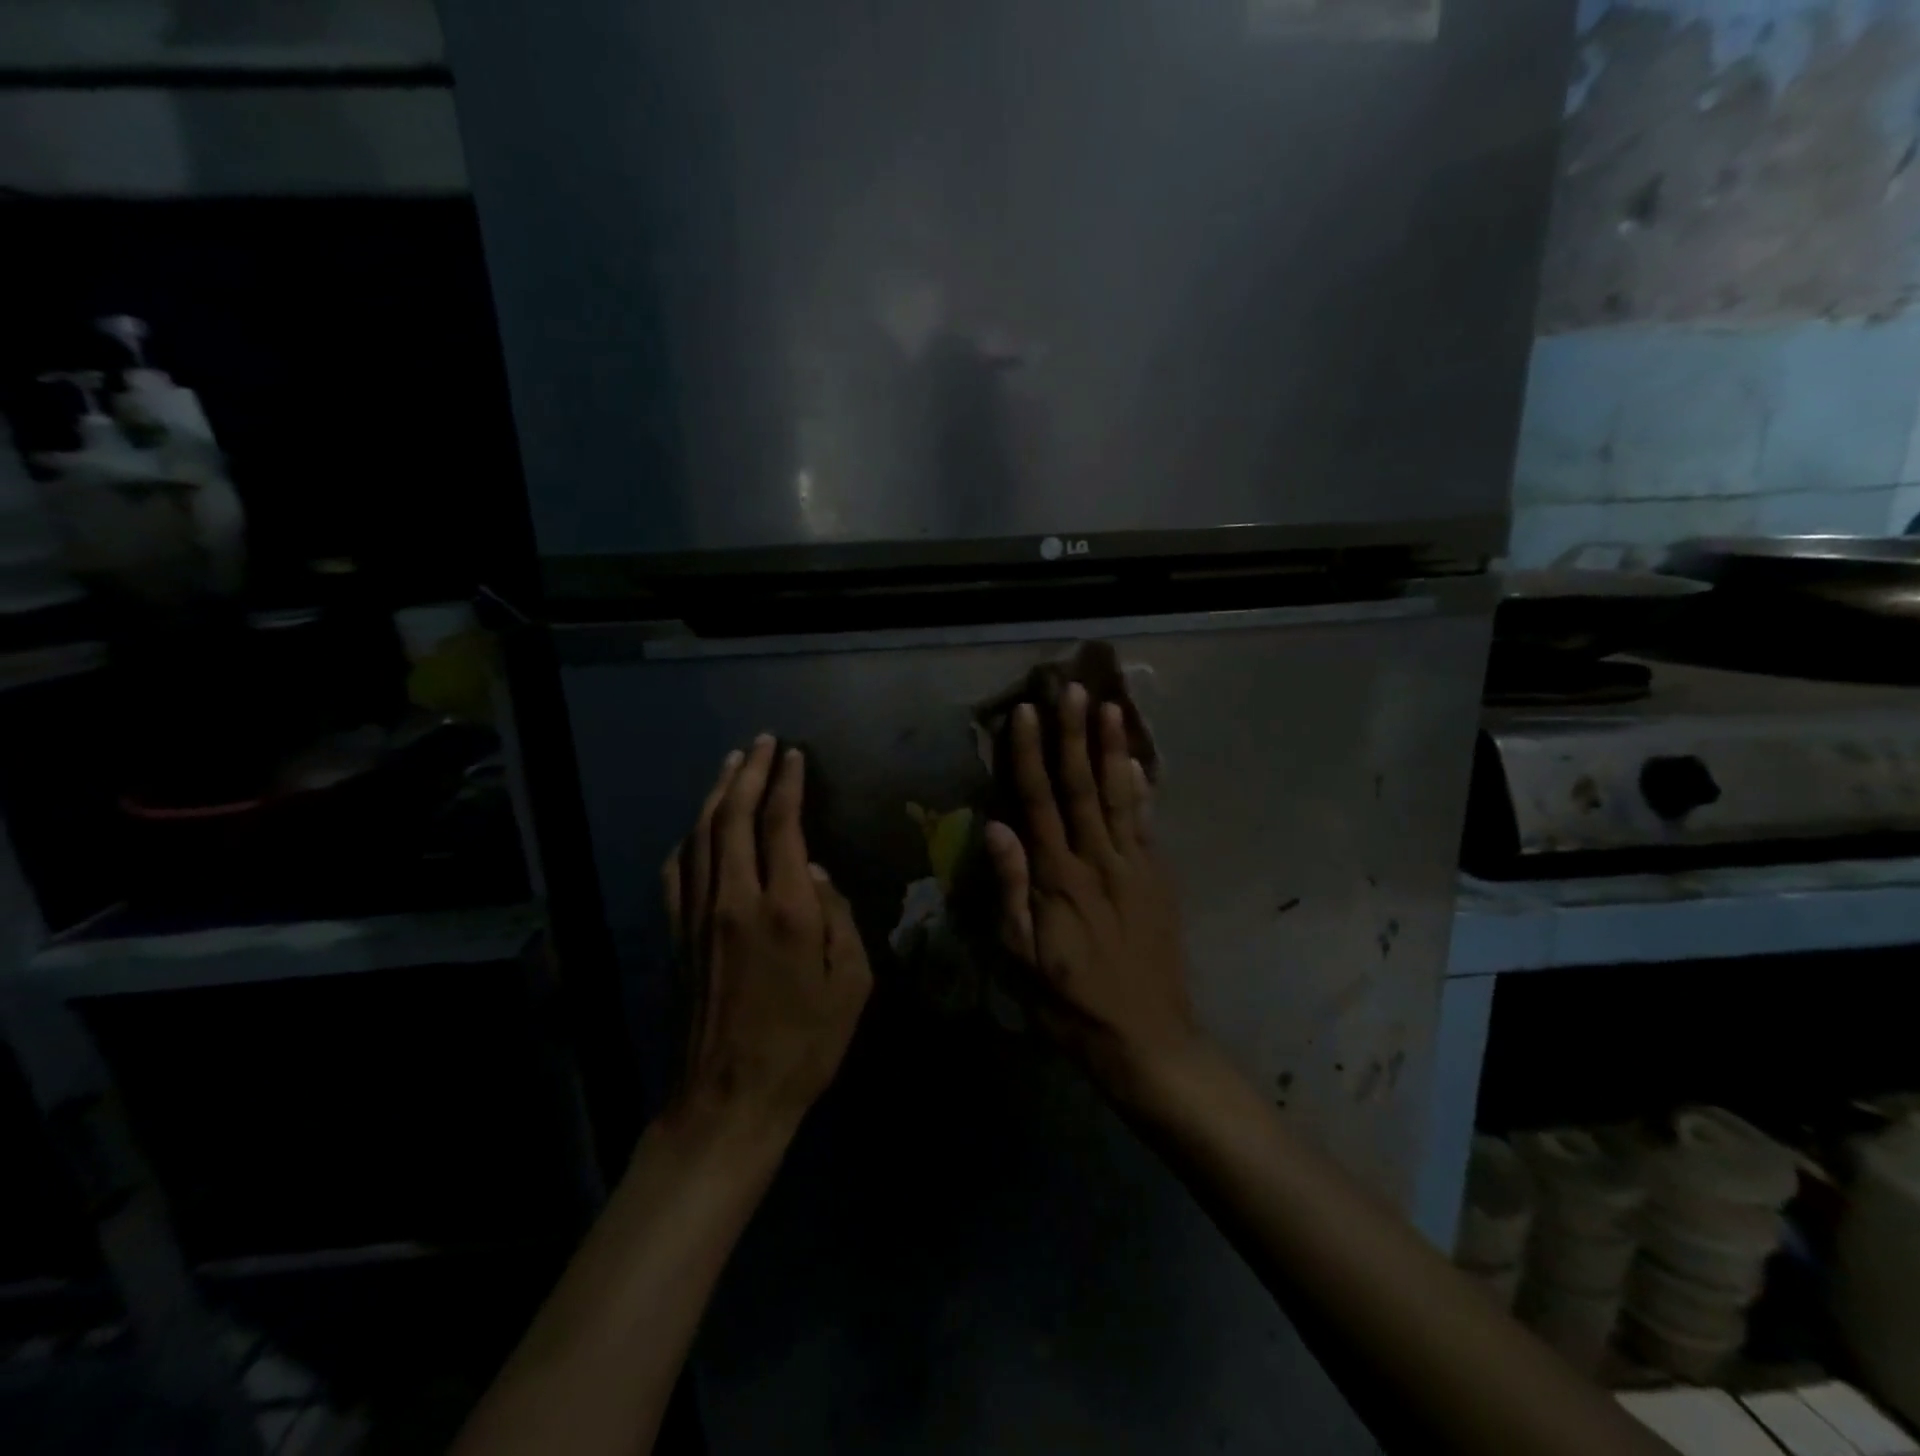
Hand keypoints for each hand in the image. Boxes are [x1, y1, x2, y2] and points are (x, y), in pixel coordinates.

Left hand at [662, 736, 872, 1146]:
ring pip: (701, 835)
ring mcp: (698, 915)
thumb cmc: (805, 1044)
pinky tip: (699, 826)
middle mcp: (734, 899)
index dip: (788, 784)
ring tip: (732, 764)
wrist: (730, 1098)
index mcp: (785, 910)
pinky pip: (678, 869)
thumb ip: (838, 917)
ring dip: (718, 794)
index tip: (794, 755)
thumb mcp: (851, 984)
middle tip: (762, 742)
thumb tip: (813, 872)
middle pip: (735, 816)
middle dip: (750, 772)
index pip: (783, 825)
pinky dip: (690, 836)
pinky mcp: (676, 935)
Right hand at [983, 685, 1200, 1104]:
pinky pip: (1148, 823)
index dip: (1029, 756)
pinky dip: (1142, 788)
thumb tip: (996, 828)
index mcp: (1059, 879)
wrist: (1147, 1038)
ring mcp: (1134, 867)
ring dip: (1112, 749)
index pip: (1039, 803)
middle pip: (1082, 787)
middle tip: (1071, 689)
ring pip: (1119, 796)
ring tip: (1108, 707)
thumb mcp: (1022, 958)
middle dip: (1074, 735)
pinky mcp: (1158, 879)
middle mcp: (1098, 861)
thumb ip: (1010, 889)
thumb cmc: (1070, 1003)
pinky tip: (1137, 761)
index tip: (1024, 714)